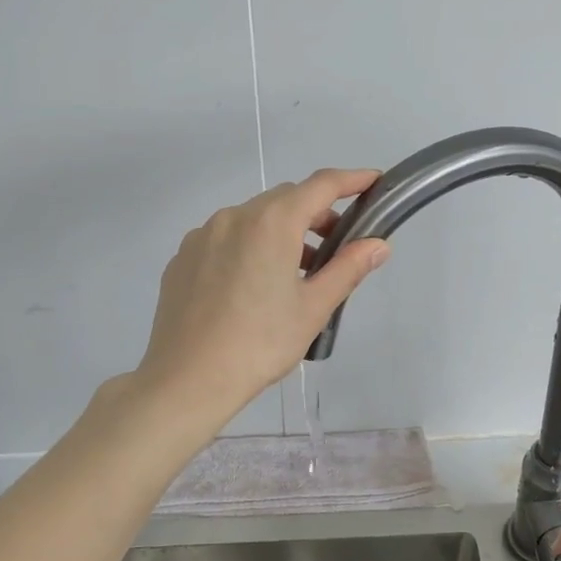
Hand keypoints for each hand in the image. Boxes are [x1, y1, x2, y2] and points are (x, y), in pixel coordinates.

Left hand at [133, 168, 389, 422]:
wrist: (186, 380)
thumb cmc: (259, 344)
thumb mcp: (313, 308)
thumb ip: (348, 268)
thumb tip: (378, 244)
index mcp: (271, 223)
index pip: (320, 185)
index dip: (351, 180)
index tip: (373, 181)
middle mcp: (234, 216)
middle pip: (285, 199)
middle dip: (316, 214)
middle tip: (337, 246)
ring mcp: (203, 235)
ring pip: (253, 219)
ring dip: (281, 232)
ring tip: (295, 274)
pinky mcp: (183, 258)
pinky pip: (225, 238)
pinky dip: (249, 246)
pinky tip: (252, 287)